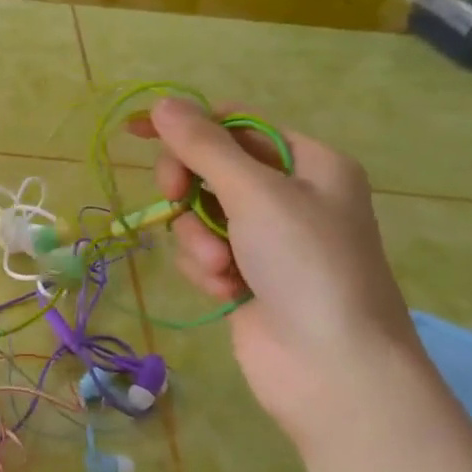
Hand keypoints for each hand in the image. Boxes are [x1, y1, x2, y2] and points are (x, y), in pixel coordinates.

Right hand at [140, 97, 424, 446]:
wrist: (333, 369)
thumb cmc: (306, 266)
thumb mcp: (255, 194)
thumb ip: (203, 146)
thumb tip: (162, 103)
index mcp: (309, 163)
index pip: (237, 125)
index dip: (188, 126)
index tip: (138, 132)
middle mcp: (290, 197)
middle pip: (212, 169)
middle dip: (190, 189)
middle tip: (173, 197)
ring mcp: (267, 241)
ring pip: (201, 216)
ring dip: (199, 239)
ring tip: (220, 268)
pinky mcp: (247, 278)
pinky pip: (204, 253)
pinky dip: (206, 269)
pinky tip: (226, 292)